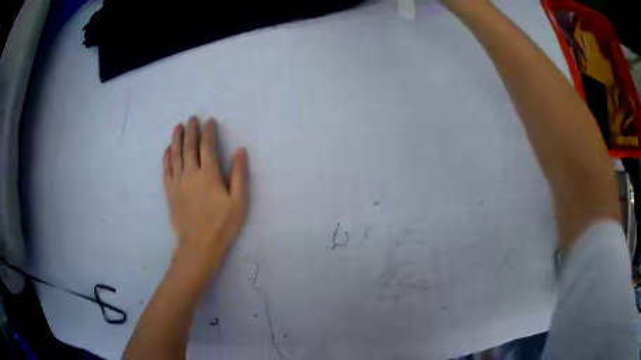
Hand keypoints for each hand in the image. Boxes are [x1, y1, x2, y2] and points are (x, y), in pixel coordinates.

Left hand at [163, 117, 248, 266]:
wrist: (199, 244)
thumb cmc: (222, 224)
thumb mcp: (239, 201)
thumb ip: (239, 174)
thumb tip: (240, 150)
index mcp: (209, 174)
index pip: (207, 145)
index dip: (209, 131)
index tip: (210, 121)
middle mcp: (190, 173)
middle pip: (188, 146)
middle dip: (191, 130)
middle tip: (192, 118)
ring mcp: (177, 182)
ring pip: (175, 154)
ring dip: (176, 138)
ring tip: (178, 127)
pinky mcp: (170, 191)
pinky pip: (166, 169)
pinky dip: (166, 157)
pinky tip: (167, 150)